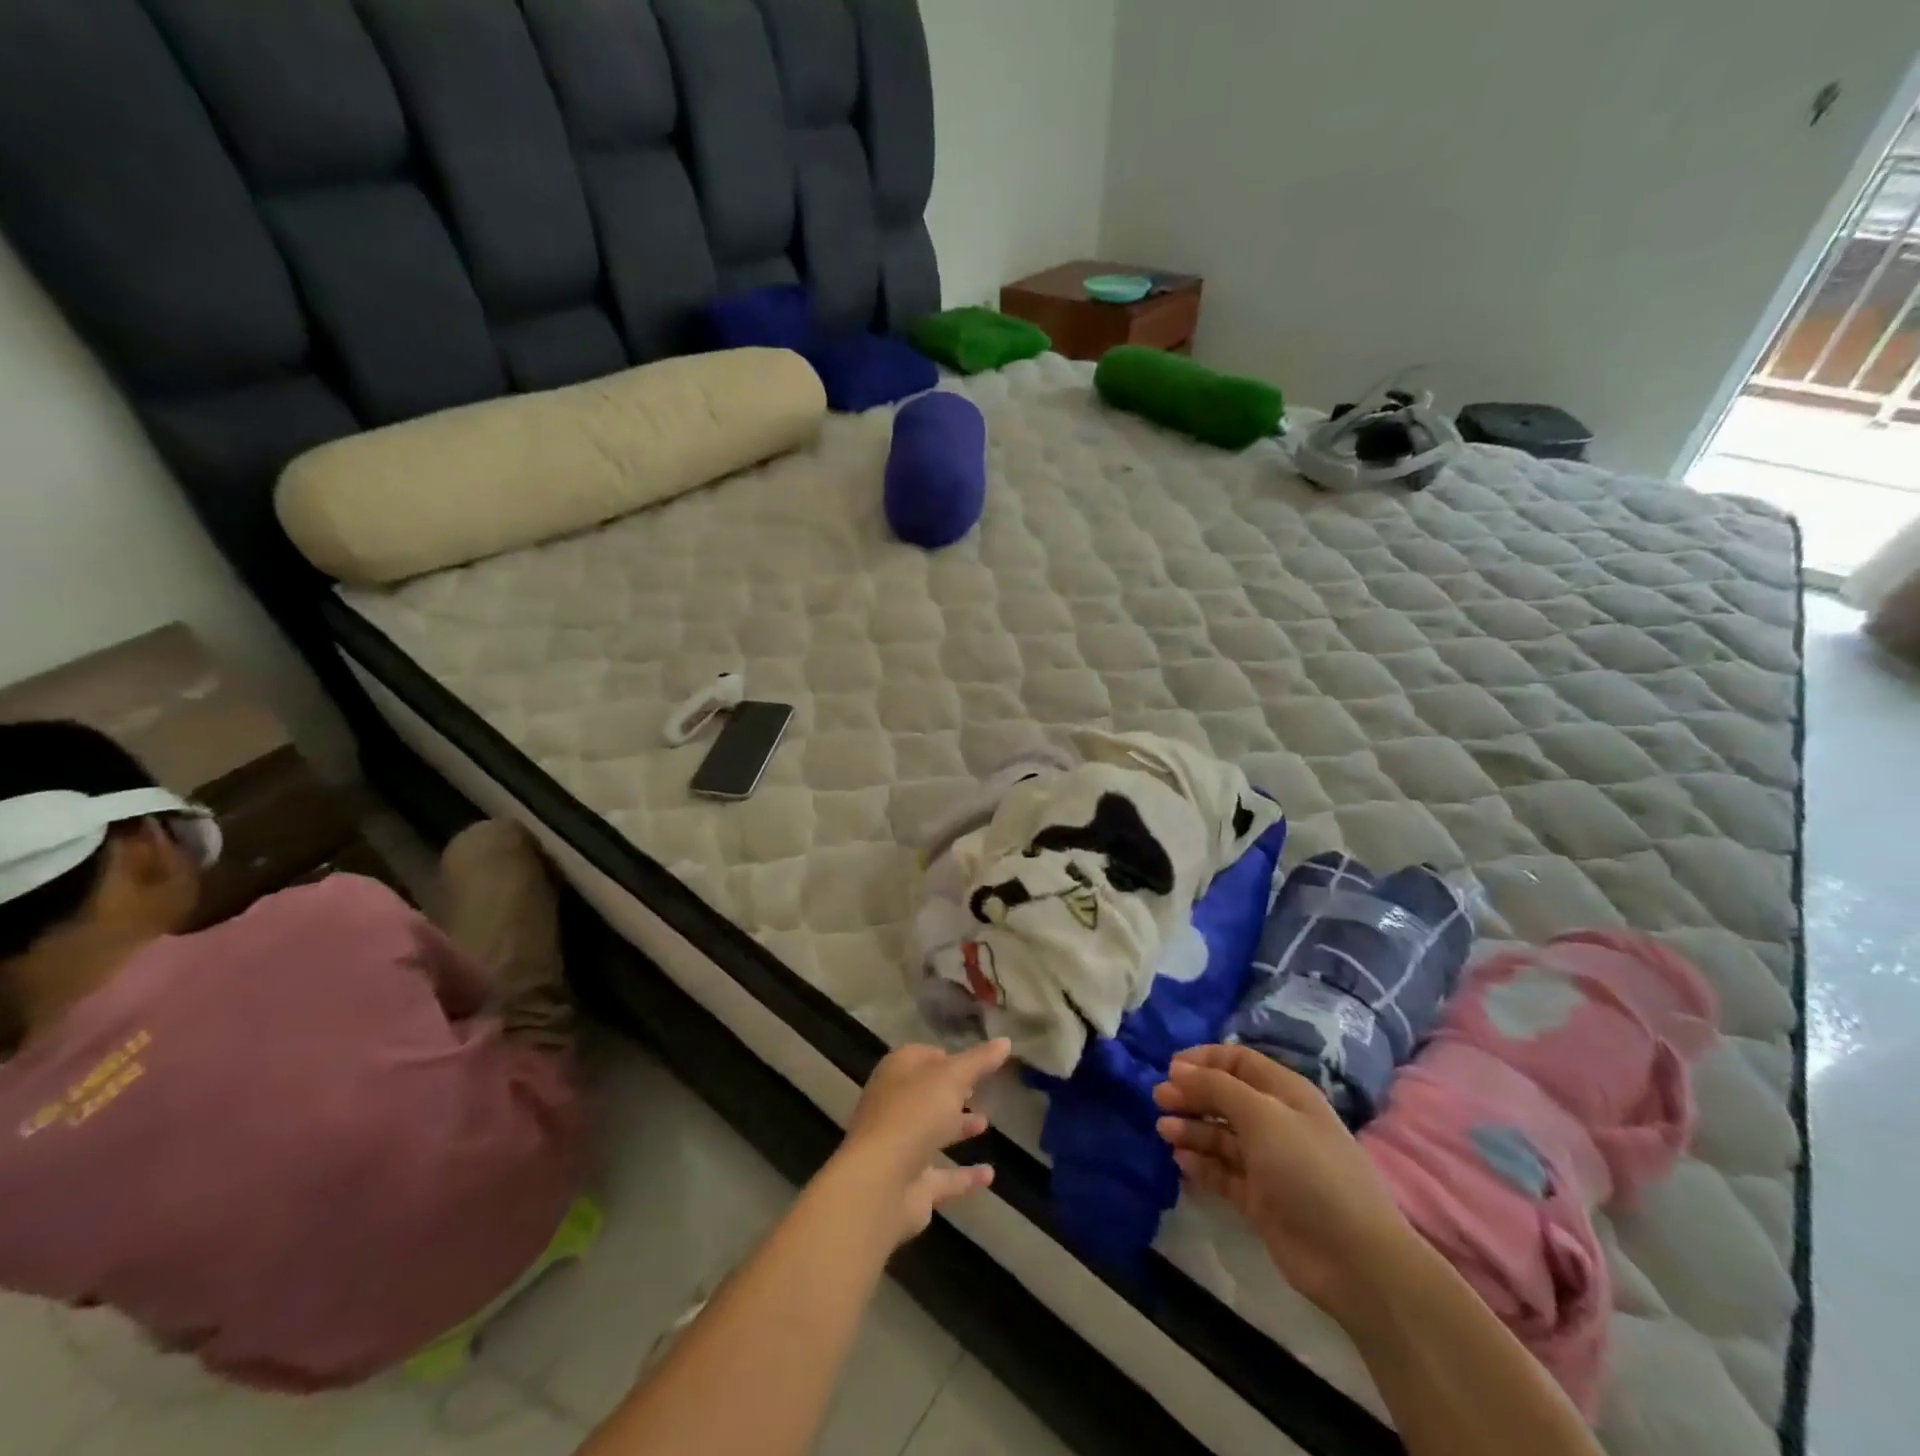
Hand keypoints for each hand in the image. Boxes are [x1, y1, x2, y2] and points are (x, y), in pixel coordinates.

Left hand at [839, 1039, 1010, 1243]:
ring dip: (957, 1128)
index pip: (921, 1056)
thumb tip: (1005, 1041)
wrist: (881, 1183)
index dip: (946, 1056)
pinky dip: (964, 1176)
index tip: (973, 1060)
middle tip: (980, 1090)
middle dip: (952, 1092)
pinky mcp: (910, 1185)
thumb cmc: (914, 1114)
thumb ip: (979, 1061)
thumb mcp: (952, 1077)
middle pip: (926, 1094)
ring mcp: (900, 1147)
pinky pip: (942, 1177)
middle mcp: (894, 1106)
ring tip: (986, 1123)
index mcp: (897, 1073)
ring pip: (932, 1132)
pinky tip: (989, 1175)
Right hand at [1154, 1045, 1417, 1321]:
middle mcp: (1276, 1122)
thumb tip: (1178, 1068)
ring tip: (1165, 1131)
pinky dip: (1201, 1164)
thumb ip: (1216, 1087)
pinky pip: (1222, 1172)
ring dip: (1192, 1129)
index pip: (1238, 1061)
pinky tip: (1181, 1162)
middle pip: (1225, 1097)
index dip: (1204, 1060)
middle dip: (1192, 1094)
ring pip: (1220, 1135)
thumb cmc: (1308, 1169)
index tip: (1169, 1068)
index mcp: (1284, 1093)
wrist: (1353, 1258)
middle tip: (1158, 1099)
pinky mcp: (1259, 1199)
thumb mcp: (1261, 1115)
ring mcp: (1268, 1162)